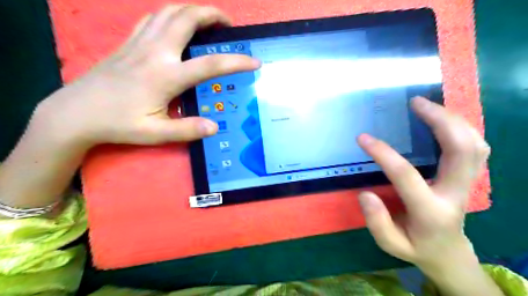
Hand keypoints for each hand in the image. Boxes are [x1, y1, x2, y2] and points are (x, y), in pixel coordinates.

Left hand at [0, 6, 260, 210]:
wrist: (76, 113)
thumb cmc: (118, 124)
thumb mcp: (155, 133)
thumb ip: (187, 129)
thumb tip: (214, 127)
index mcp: (166, 76)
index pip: (210, 64)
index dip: (236, 61)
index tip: (255, 62)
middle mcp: (155, 52)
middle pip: (187, 19)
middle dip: (212, 15)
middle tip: (228, 25)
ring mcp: (139, 43)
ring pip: (169, 12)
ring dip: (192, 10)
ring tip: (208, 20)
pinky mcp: (128, 43)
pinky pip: (153, 18)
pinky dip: (171, 15)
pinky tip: (177, 25)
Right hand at [356, 96, 488, 268]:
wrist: (448, 252)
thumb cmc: (416, 247)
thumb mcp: (391, 244)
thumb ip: (377, 222)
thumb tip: (366, 194)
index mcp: (431, 211)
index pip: (406, 176)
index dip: (383, 154)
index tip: (363, 138)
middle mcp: (456, 194)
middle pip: (462, 150)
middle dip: (440, 121)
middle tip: (415, 103)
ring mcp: (467, 184)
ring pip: (475, 145)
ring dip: (453, 120)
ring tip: (427, 105)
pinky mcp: (468, 178)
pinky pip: (474, 147)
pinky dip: (461, 128)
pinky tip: (441, 120)